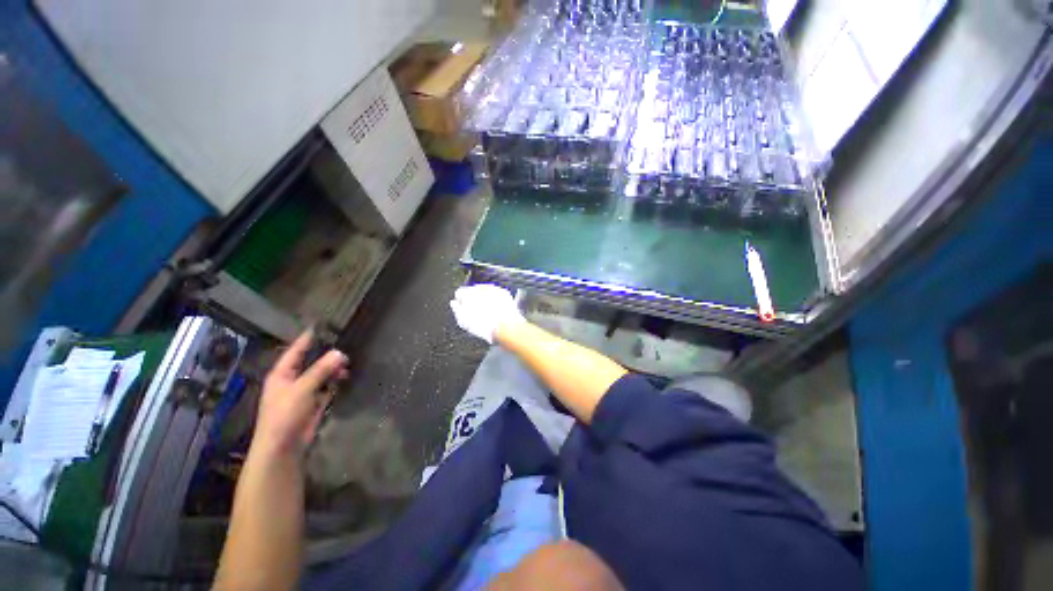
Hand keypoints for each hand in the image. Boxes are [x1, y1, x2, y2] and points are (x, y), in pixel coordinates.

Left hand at [255, 332, 348, 456]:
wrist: (283, 447)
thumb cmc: (284, 415)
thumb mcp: (301, 389)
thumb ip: (320, 370)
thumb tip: (339, 352)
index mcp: (282, 373)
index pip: (297, 350)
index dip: (309, 338)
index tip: (323, 325)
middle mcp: (293, 379)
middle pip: (312, 361)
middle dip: (328, 355)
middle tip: (346, 347)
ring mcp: (304, 391)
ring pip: (322, 374)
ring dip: (333, 369)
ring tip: (348, 365)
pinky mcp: (314, 402)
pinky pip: (327, 387)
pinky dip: (335, 382)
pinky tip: (345, 377)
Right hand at [449, 284, 525, 343]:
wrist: (505, 326)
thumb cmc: (484, 326)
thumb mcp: (463, 322)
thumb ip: (457, 310)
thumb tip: (454, 303)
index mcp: (468, 293)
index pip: (460, 292)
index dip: (461, 301)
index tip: (463, 308)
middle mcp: (481, 287)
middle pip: (473, 291)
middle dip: (473, 298)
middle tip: (476, 312)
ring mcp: (493, 289)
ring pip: (485, 291)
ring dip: (485, 298)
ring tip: (487, 312)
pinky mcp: (504, 293)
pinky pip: (497, 294)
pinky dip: (495, 300)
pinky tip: (496, 310)